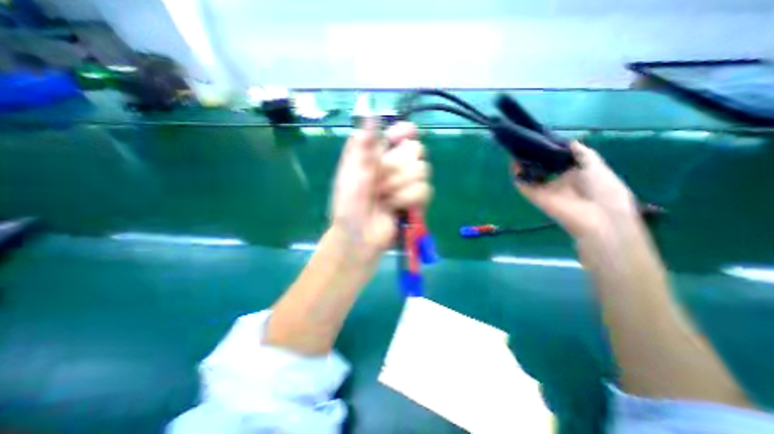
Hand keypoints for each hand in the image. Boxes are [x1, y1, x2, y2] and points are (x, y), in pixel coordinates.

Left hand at [331, 121, 432, 259]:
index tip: (401, 137)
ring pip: (422, 170)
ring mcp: (409, 183)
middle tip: (378, 182)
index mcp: (380, 155)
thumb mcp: (350, 172)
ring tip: (384, 198)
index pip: (403, 133)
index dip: (405, 132)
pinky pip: (424, 190)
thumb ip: (363, 145)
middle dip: (396, 167)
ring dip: (399, 186)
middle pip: (416, 150)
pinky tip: (394, 207)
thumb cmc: (349, 203)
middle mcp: (397, 165)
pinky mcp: (417, 200)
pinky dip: (406, 199)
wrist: (359, 234)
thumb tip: (371, 114)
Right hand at [516, 142, 638, 239]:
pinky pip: (523, 185)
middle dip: (533, 157)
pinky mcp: (535, 196)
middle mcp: (556, 180)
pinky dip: (517, 175)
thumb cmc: (602, 188)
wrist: (598, 215)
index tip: (541, 140)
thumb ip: (582, 153)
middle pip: (540, 167)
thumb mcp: (596, 165)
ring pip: (529, 176)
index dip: (548, 151)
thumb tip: (569, 141)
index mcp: (572, 173)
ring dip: (522, 165)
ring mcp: (544, 189)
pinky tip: (515, 163)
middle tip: (526, 144)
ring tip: (518, 151)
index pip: (556, 161)